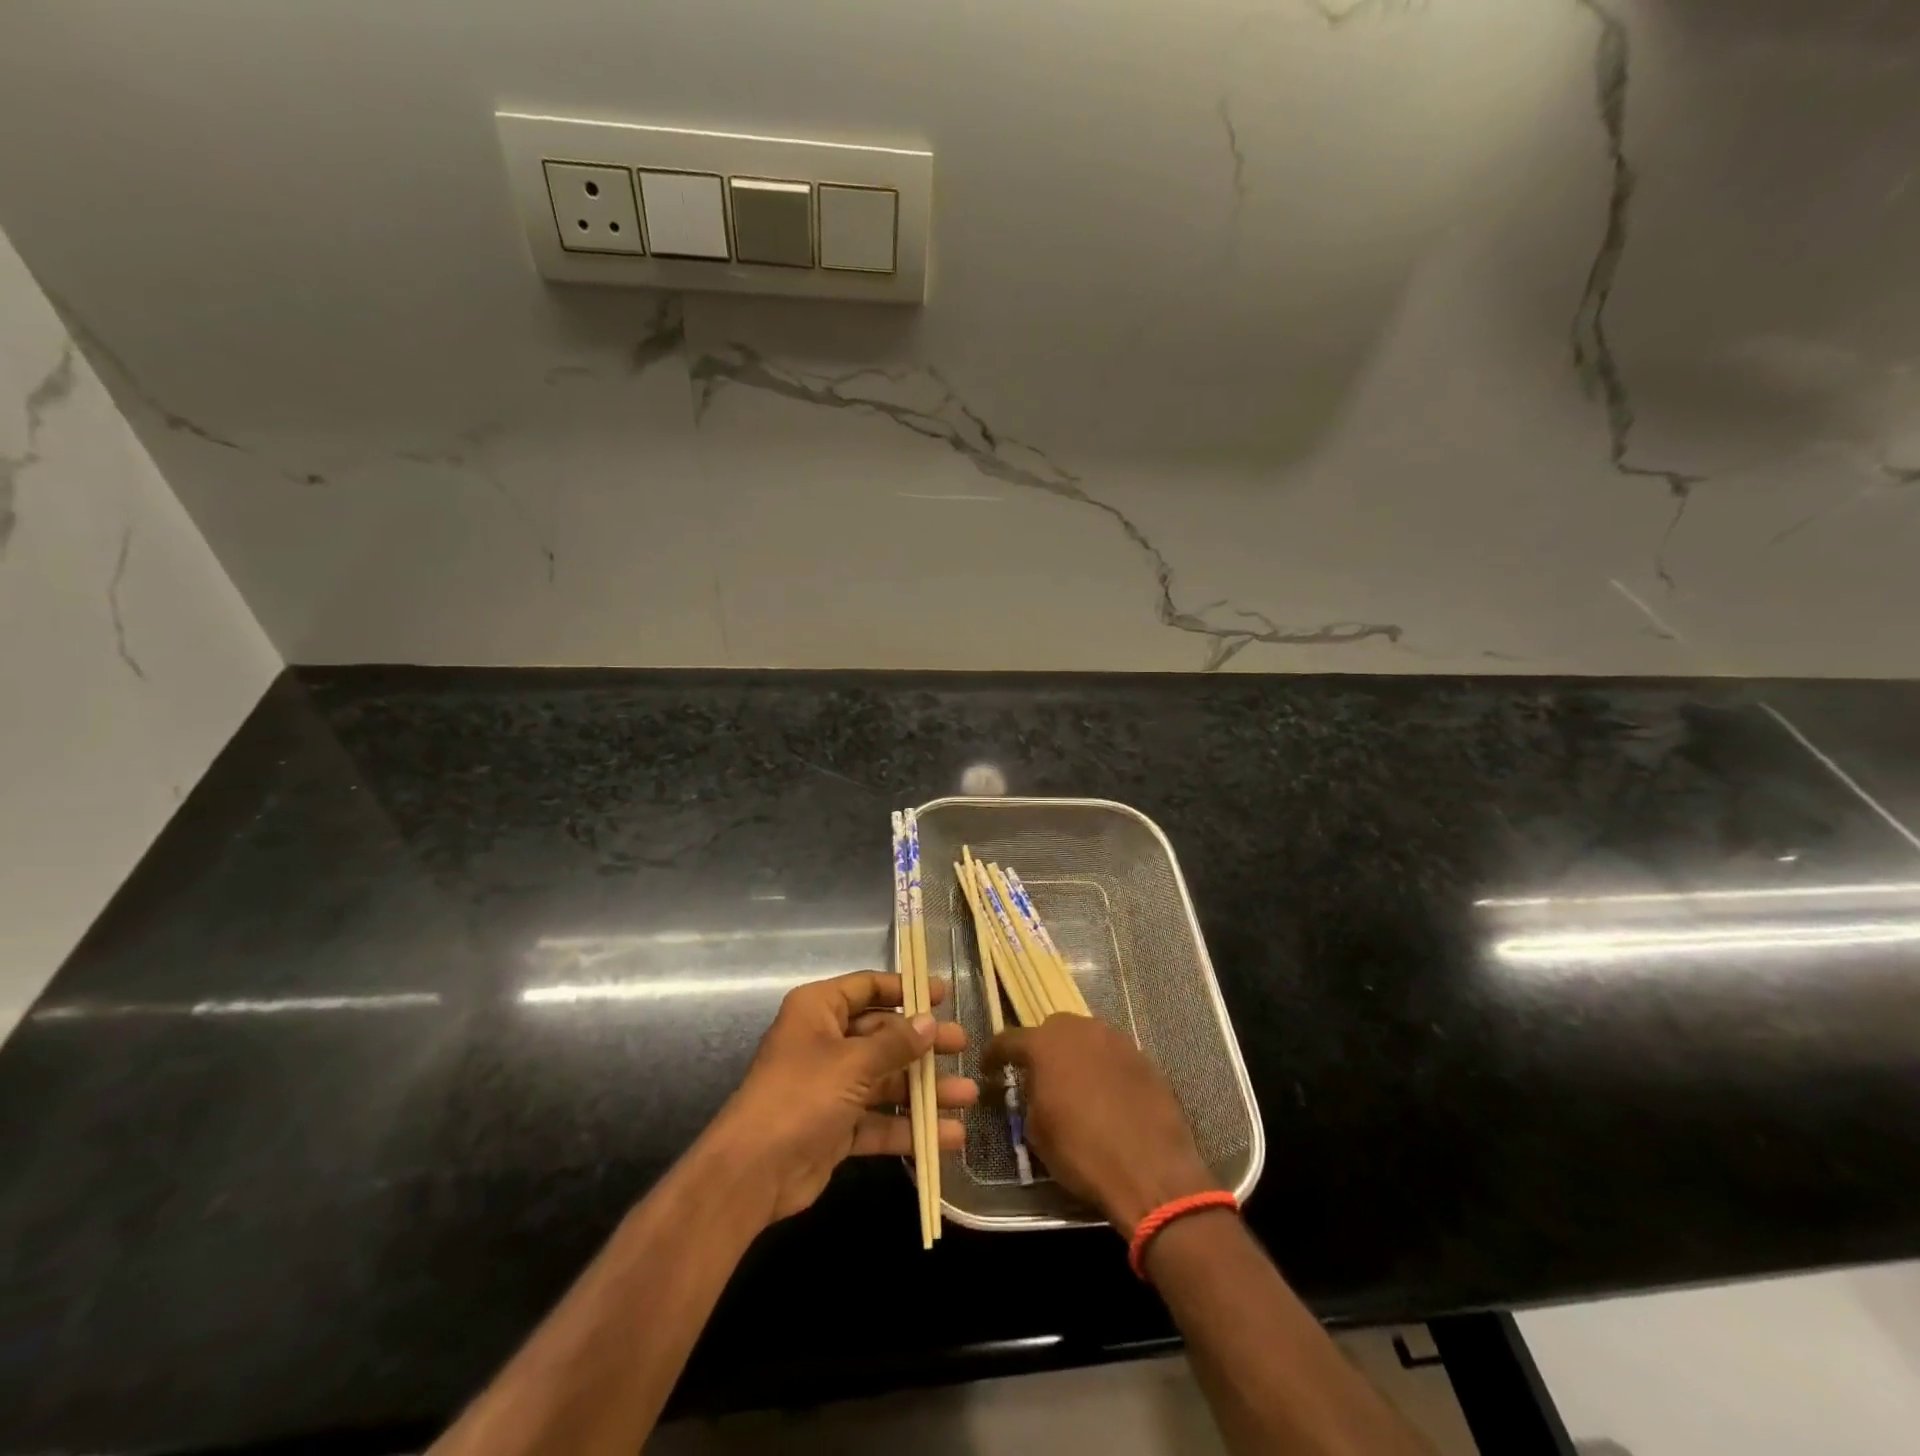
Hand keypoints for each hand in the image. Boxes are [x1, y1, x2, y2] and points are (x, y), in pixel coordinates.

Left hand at [707, 971, 977, 1224]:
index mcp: (819, 1011)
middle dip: (923, 1044)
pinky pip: (880, 1120)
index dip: (905, 989)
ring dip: (925, 1090)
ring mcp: (832, 1087)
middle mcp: (825, 1042)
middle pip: (883, 1035)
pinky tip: (949, 1136)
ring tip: (968, 1095)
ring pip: (886, 1080)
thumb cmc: (801, 1096)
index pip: (867, 987)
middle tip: (963, 1045)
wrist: (752, 1173)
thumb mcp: (853, 1063)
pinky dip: (910, 1127)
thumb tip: (929, 1023)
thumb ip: (896, 1043)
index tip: (943, 994)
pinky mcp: (837, 1127)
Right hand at [986, 1014, 1217, 1236]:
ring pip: (1087, 1038)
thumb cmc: (1083, 1153)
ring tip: (1077, 1085)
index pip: (1009, 1039)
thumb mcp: (1037, 1132)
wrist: (1152, 1170)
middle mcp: (1081, 1030)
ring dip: (1077, 1055)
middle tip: (1041, 1076)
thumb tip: (1037, 1088)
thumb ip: (1031, 1097)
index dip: (995, 1054)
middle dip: (1043, 1048)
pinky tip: (1108, 1096)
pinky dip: (1105, 1069)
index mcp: (1045, 1045)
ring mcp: (1116, 1040)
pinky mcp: (1144, 1057)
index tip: (989, 1068)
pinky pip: (1114, 1055)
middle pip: (1053, 1029)